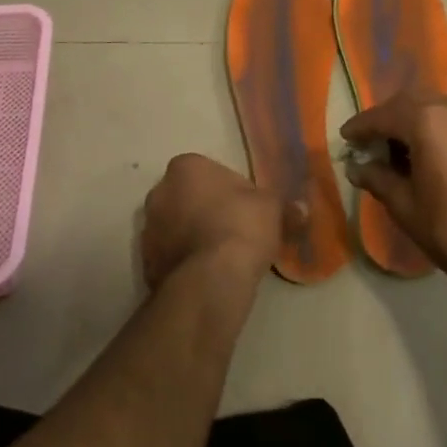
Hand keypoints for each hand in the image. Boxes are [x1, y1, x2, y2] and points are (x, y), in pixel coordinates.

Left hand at [141, 154, 292, 291]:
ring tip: (219, 258)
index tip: (242, 207)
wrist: (211, 280)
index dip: (225, 189)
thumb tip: (301, 210)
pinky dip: (182, 263)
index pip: (205, 170)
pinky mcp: (145, 263)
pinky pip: (168, 256)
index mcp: (185, 167)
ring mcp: (147, 229)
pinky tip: (205, 276)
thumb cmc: (241, 226)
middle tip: (230, 230)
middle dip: (202, 210)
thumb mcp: (272, 208)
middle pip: (184, 197)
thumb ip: (282, 204)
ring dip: (189, 236)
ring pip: (173, 227)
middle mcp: (159, 192)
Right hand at [342, 92, 446, 297]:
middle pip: (411, 103)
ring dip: (416, 122)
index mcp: (427, 120)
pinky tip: (436, 155)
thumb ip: (378, 179)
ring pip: (437, 107)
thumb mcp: (406, 207)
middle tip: (372, 144)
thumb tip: (357, 168)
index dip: (361, 126)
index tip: (346, 138)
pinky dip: (441, 128)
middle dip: (388, 120)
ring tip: (403, 150)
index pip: (383, 115)